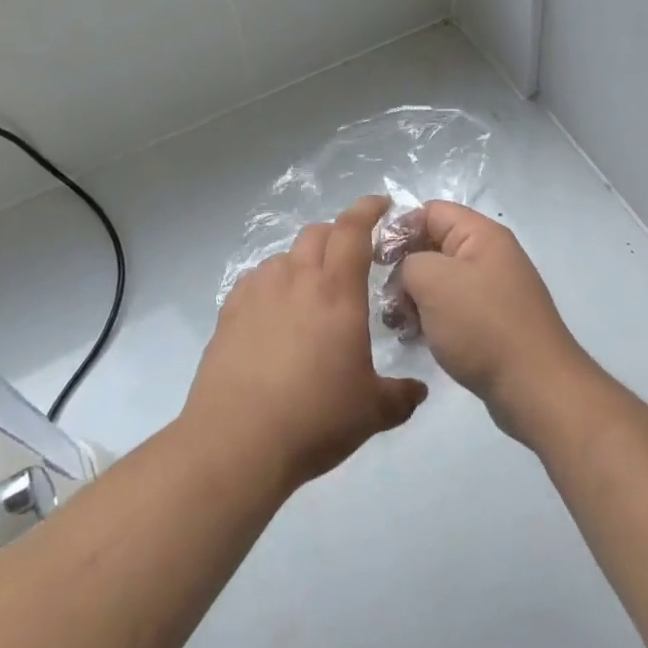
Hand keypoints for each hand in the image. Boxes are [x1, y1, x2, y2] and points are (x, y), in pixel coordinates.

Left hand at [183, 195, 426, 491]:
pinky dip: (271, 285)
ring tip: (310, 291)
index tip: (381, 204)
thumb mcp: (371, 412)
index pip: (353, 229)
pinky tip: (273, 313)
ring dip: (302, 262)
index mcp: (337, 291)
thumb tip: (419, 391)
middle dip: (337, 235)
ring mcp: (258, 293)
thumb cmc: (314, 418)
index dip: (368, 209)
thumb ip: (400, 395)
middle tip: (349, 257)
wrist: (236, 444)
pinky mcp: (228, 313)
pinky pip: (255, 281)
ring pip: (284, 256)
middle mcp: (297, 279)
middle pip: (317, 233)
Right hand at [397, 202, 597, 445]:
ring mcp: (493, 290)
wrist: (535, 387)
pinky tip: (416, 339)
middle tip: (385, 299)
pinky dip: (432, 319)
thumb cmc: (482, 325)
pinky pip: (453, 309)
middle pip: (435, 246)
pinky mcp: (493, 323)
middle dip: (405, 268)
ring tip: (398, 324)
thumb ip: (409, 262)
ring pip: (441, 281)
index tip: (375, 260)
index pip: (432, 211)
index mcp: (482, 234)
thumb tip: (408, 272)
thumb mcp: (434, 281)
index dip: (400, 228)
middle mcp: (490, 255)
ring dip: (415, 298)